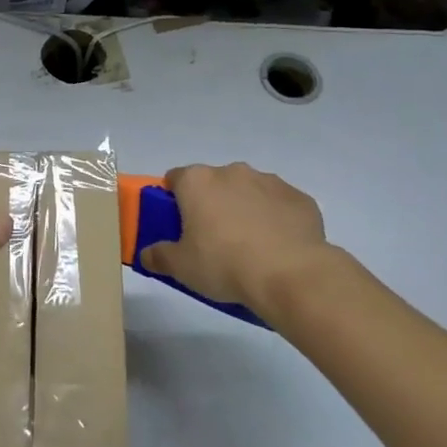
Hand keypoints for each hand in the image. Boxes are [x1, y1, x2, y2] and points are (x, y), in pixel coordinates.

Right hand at [140, 163, 339, 317]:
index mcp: (197, 181)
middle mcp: (232, 171)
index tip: (179, 225)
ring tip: (250, 247)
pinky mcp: (300, 197)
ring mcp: (269, 181)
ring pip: (248, 191)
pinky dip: (276, 220)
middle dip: (212, 205)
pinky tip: (278, 248)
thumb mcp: (181, 268)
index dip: (173, 201)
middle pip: (213, 184)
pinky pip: (279, 205)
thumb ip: (158, 256)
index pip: (175, 179)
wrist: (291, 274)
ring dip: (245, 209)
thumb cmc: (224, 264)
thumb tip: (146, 253)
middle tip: (213, 241)